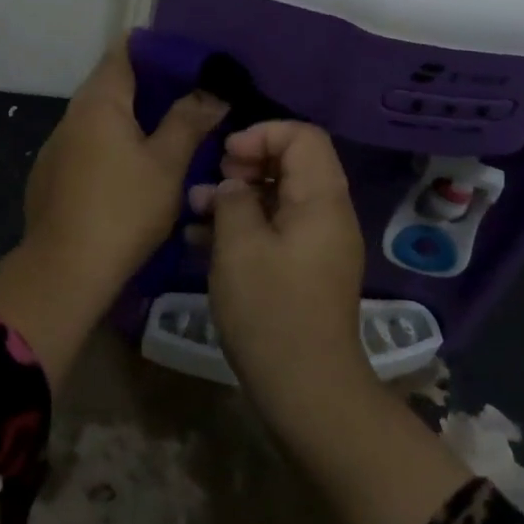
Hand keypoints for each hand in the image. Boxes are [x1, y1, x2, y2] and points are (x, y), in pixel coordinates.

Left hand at [0, 40, 227, 387]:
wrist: (65, 271)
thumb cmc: (123, 209)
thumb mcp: (167, 164)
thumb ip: (188, 121)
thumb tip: (212, 92)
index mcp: (99, 102)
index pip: (123, 50)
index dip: (154, 47)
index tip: (186, 59)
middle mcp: (72, 115)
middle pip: (110, 83)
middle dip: (148, 86)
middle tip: (188, 97)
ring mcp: (56, 146)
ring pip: (98, 117)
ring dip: (129, 118)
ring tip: (166, 132)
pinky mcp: (51, 175)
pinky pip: (87, 144)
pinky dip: (111, 143)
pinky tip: (131, 169)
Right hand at [190, 121, 372, 417]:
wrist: (306, 389)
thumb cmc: (270, 310)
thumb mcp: (238, 246)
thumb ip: (232, 200)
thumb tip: (233, 186)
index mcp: (322, 199)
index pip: (303, 136)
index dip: (261, 134)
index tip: (226, 156)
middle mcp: (328, 214)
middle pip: (291, 163)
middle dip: (245, 165)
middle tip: (212, 183)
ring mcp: (318, 244)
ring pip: (279, 197)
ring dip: (238, 197)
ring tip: (195, 209)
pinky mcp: (306, 269)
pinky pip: (277, 229)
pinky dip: (245, 225)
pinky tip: (202, 239)